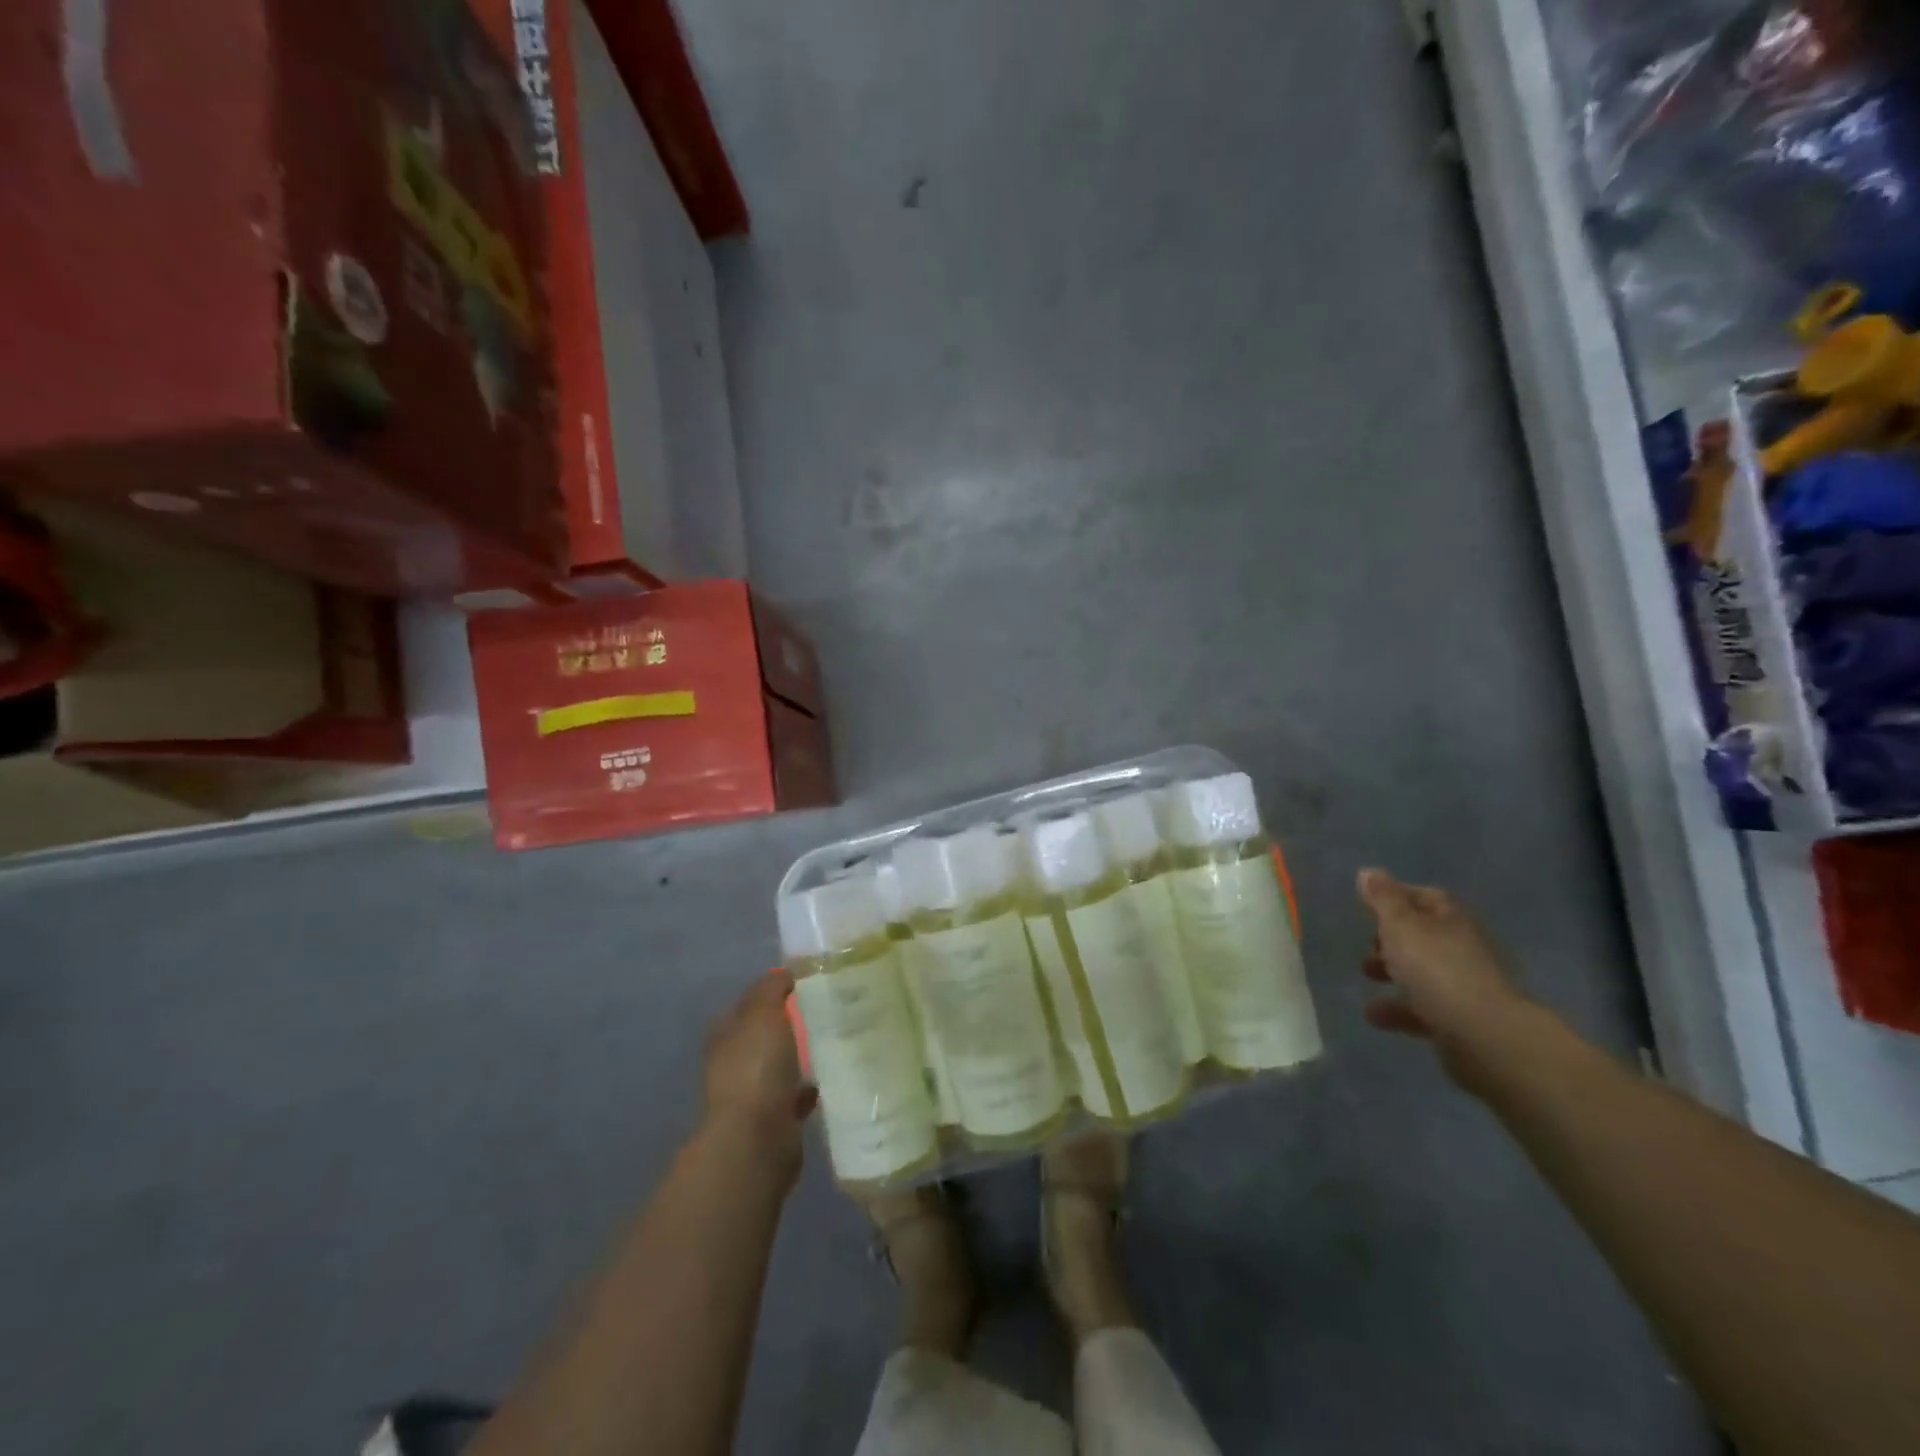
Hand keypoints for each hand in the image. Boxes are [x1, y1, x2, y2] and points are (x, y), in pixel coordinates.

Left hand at [702, 974, 814, 1169]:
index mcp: (726, 1035)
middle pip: (764, 1035)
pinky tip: (831, 1078)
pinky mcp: (774, 1121)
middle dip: (789, 1024)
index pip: (748, 1004)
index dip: (772, 993)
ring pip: (780, 1066)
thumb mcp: (763, 1013)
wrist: (757, 1139)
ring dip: (800, 1057)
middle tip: (826, 1009)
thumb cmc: (755, 1067)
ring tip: (832, 1041)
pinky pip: (794, 1096)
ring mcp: (752, 1094)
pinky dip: (808, 1088)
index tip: (804, 984)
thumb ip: (771, 989)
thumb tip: (783, 974)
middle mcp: (734, 1063)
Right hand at [1358, 869, 1530, 1069]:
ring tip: (1365, 976)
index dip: (1396, 896)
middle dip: (1391, 938)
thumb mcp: (1401, 926)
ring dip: (1392, 972)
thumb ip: (1383, 900)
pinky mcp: (1460, 1021)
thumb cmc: (1437, 969)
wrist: (1484, 1036)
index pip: (1425, 897)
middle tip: (1366, 944)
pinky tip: (1375, 1015)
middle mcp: (1462, 948)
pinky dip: (1398, 1009)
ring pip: (1422, 972)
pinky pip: (1423, 1008)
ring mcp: (1464, 986)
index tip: (1366, 903)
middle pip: (1423, 936)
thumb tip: (1368, 872)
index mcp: (1451, 920)